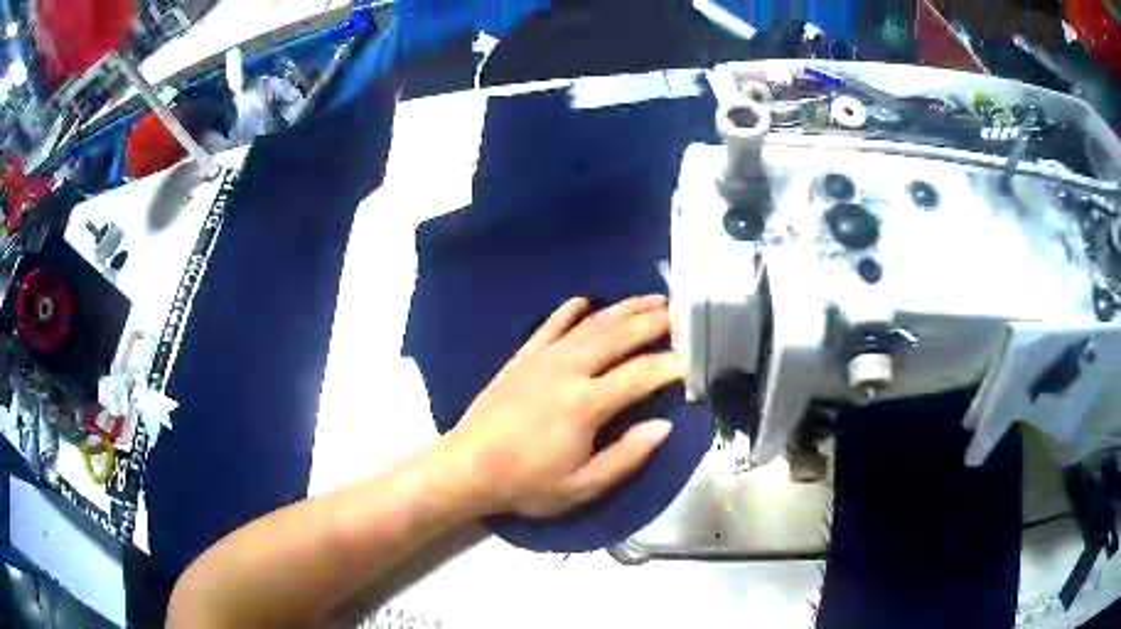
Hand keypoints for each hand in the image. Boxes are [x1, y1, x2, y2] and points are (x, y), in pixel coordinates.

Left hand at [444, 295, 683, 517]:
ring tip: (650, 299)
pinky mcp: (523, 356)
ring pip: (591, 324)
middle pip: (620, 336)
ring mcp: (543, 358)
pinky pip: (551, 325)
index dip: (671, 366)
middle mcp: (569, 369)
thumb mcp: (582, 486)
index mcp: (586, 403)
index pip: (641, 375)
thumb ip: (626, 457)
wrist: (468, 466)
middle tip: (680, 314)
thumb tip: (664, 426)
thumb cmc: (527, 482)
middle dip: (654, 322)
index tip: (692, 360)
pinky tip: (585, 301)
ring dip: (623, 308)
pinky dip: (570, 310)